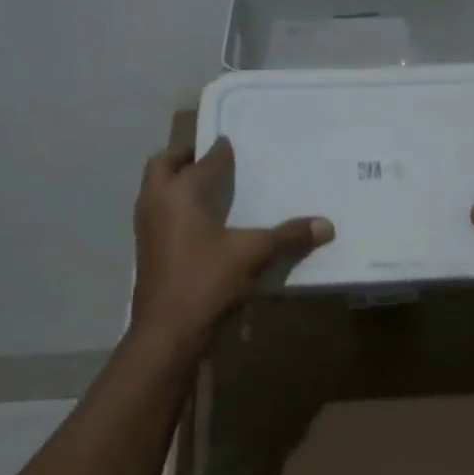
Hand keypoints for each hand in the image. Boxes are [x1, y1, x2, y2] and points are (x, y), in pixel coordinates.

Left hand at [130, 137, 333, 355]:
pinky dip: (176, 207)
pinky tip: (201, 223)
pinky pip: (160, 213)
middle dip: (186, 156)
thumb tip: (326, 225)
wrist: (167, 332)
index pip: (204, 159)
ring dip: (176, 181)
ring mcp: (147, 227)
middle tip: (212, 158)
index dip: (221, 149)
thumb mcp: (253, 255)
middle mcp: (156, 201)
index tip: (234, 142)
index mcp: (180, 191)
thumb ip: (288, 236)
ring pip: (157, 190)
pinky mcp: (148, 250)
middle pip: (164, 164)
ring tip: (208, 186)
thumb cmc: (206, 282)